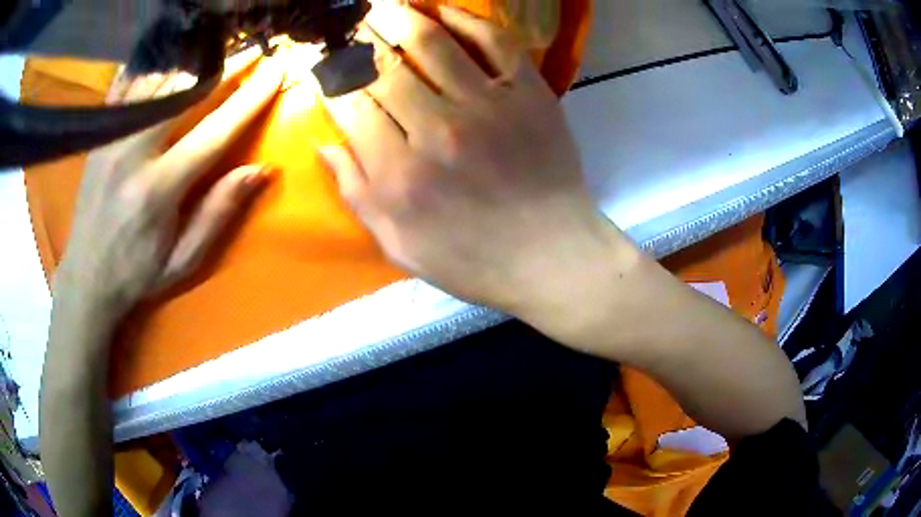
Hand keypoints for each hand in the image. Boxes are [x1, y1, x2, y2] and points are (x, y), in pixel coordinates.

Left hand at [54, 57, 283, 320]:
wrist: (85, 279)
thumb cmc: (137, 274)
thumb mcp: (183, 259)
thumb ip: (218, 212)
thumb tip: (261, 169)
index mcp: (158, 189)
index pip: (213, 132)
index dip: (248, 99)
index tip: (276, 71)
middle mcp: (133, 152)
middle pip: (184, 93)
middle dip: (224, 67)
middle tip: (251, 51)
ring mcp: (112, 138)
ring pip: (158, 82)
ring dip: (191, 63)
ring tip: (216, 51)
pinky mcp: (100, 136)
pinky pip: (128, 87)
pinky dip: (151, 67)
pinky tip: (169, 56)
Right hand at [320, 5, 634, 318]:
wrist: (553, 256)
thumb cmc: (475, 260)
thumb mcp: (400, 246)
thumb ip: (357, 194)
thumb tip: (324, 143)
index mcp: (398, 174)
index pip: (349, 105)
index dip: (330, 77)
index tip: (324, 62)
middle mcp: (436, 130)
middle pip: (382, 68)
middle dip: (358, 40)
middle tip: (350, 25)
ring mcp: (488, 106)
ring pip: (431, 44)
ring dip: (400, 17)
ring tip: (382, 6)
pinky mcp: (530, 94)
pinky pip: (495, 42)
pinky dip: (468, 20)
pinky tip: (443, 11)